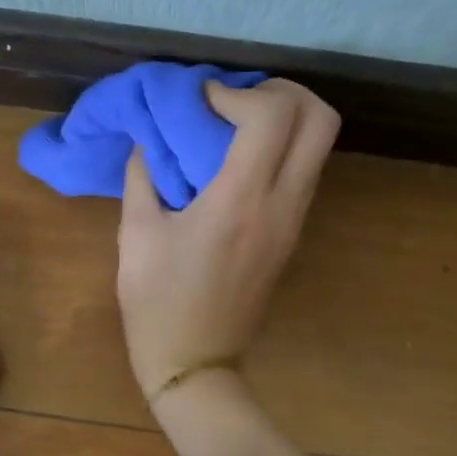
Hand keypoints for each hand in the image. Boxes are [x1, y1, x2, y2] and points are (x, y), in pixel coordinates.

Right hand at [117, 79, 338, 398]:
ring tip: (235, 124)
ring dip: (286, 119)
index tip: (200, 101)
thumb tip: (149, 139)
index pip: (272, 115)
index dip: (236, 92)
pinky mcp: (292, 235)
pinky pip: (304, 171)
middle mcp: (281, 205)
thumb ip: (142, 176)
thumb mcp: (135, 235)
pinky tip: (238, 159)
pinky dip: (282, 148)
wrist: (194, 363)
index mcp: (240, 201)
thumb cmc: (158, 303)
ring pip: (320, 145)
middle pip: (321, 119)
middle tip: (238, 100)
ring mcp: (294, 221)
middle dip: (284, 92)